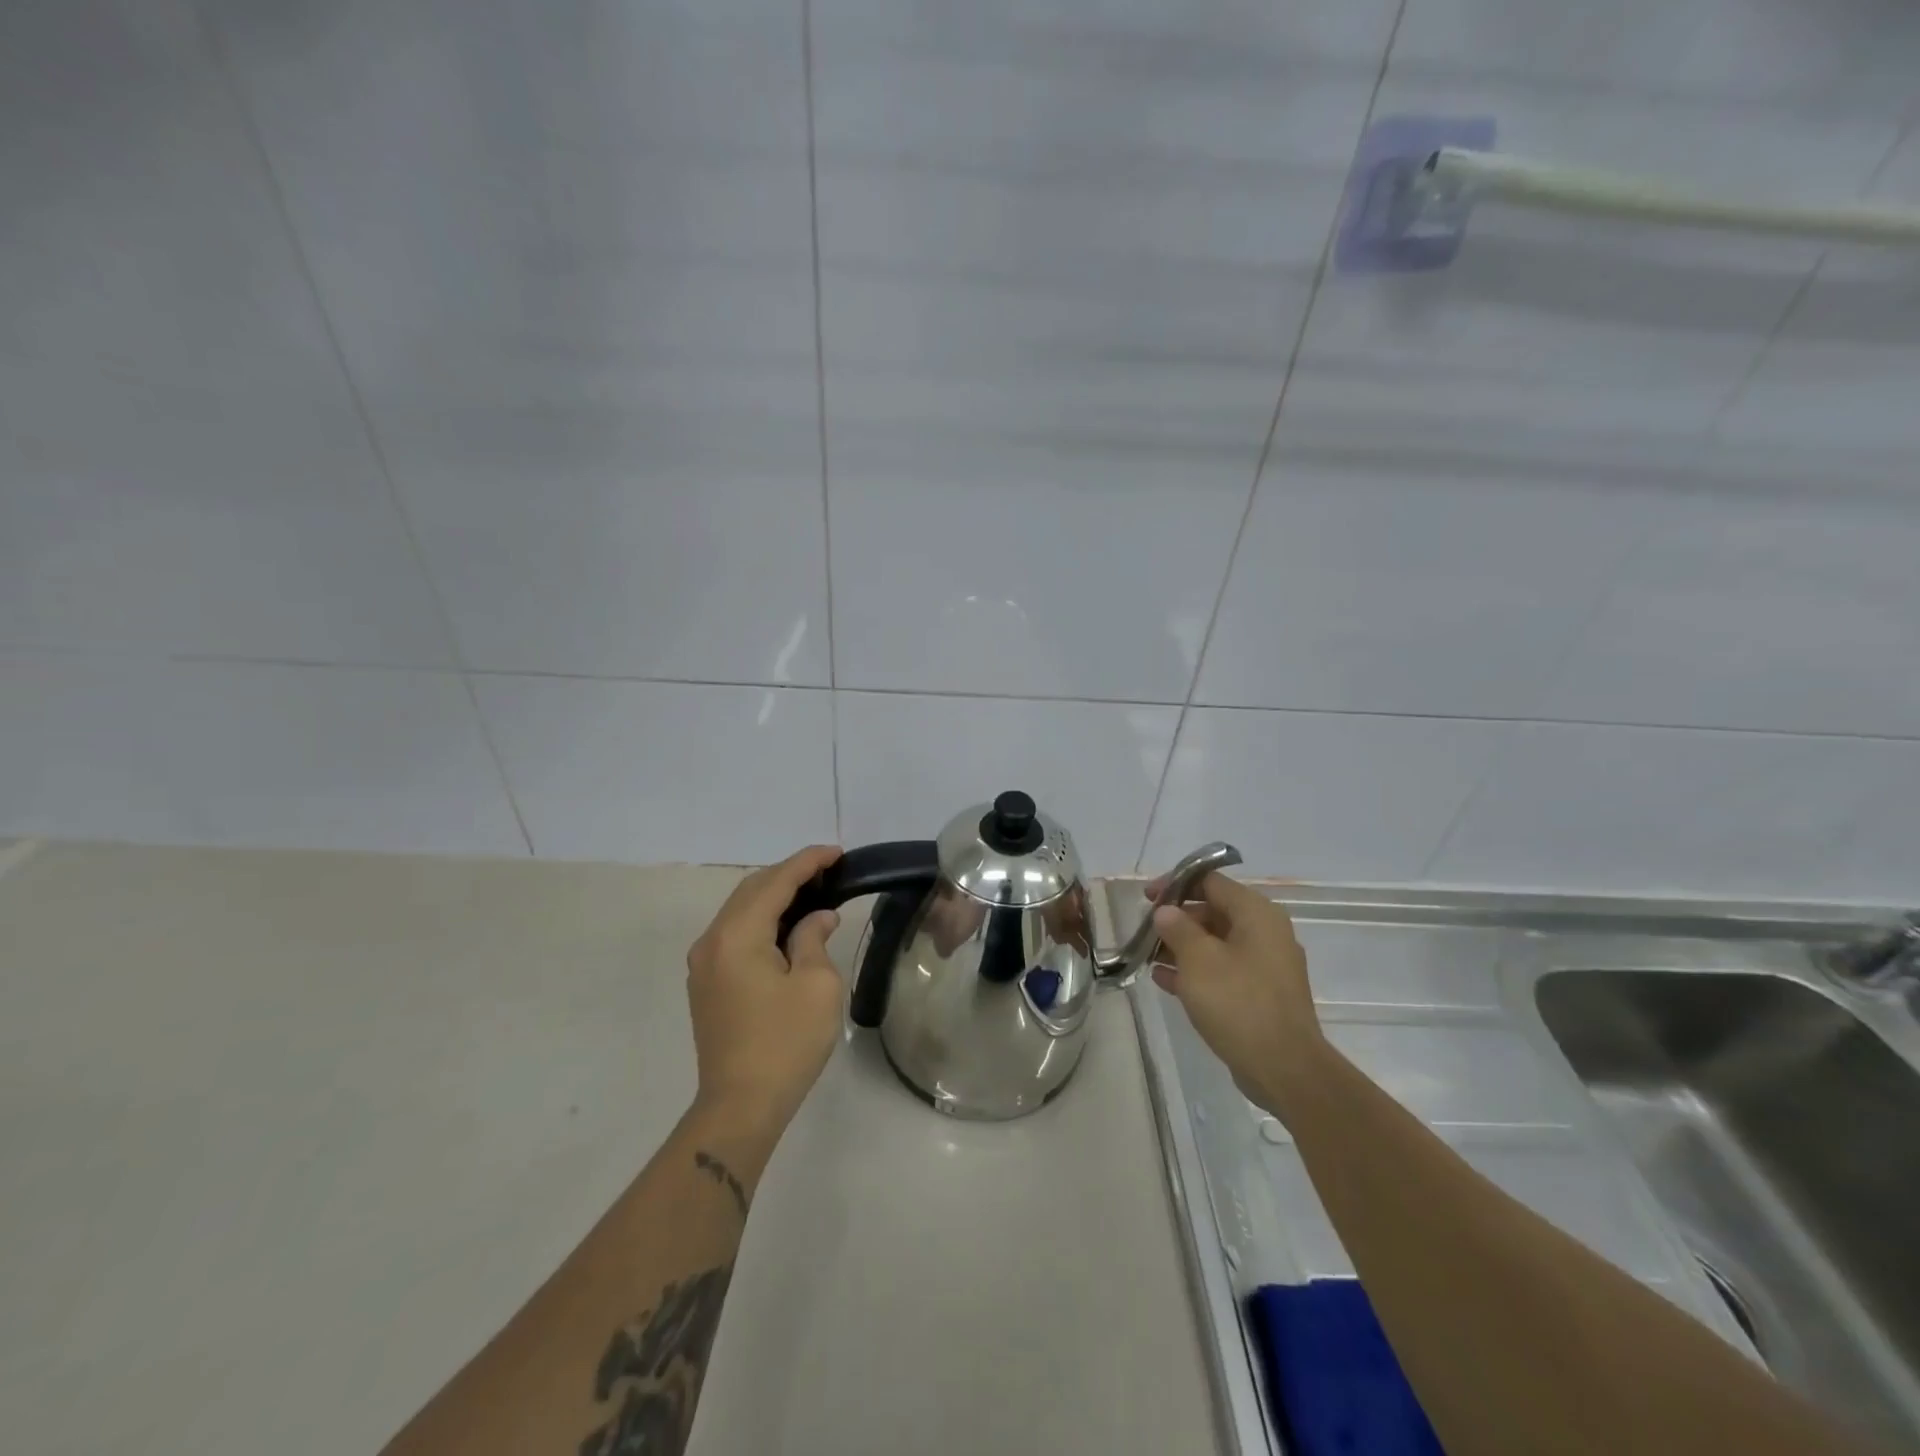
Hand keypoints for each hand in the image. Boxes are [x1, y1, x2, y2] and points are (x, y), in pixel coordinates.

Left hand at [686, 845, 845, 1132]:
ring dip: (775, 897)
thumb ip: (814, 938)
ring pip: (741, 911)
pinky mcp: (707, 983)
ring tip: (814, 894)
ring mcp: (704, 963)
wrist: (740, 1106)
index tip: (837, 852)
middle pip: (752, 890)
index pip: (775, 882)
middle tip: (829, 872)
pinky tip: (788, 928)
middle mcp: (712, 941)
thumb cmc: (785, 1043)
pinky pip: (735, 934)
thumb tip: (817, 918)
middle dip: (790, 874)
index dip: (808, 862)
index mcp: (737, 935)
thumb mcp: (817, 985)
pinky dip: (762, 920)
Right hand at [1146, 871, 1327, 1121]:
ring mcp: (1265, 965)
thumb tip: (1166, 911)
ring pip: (1216, 943)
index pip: (1211, 881)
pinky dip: (1196, 970)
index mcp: (1256, 913)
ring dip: (1182, 947)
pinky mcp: (1261, 994)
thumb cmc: (1239, 1003)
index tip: (1146, 897)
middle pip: (1213, 911)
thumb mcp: (1198, 960)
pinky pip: (1223, 970)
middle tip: (1145, 931)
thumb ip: (1177, 928)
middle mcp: (1265, 932)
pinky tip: (1164, 980)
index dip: (1175, 884)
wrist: (1285, 1069)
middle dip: (1176, 919)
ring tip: (1148, 956)